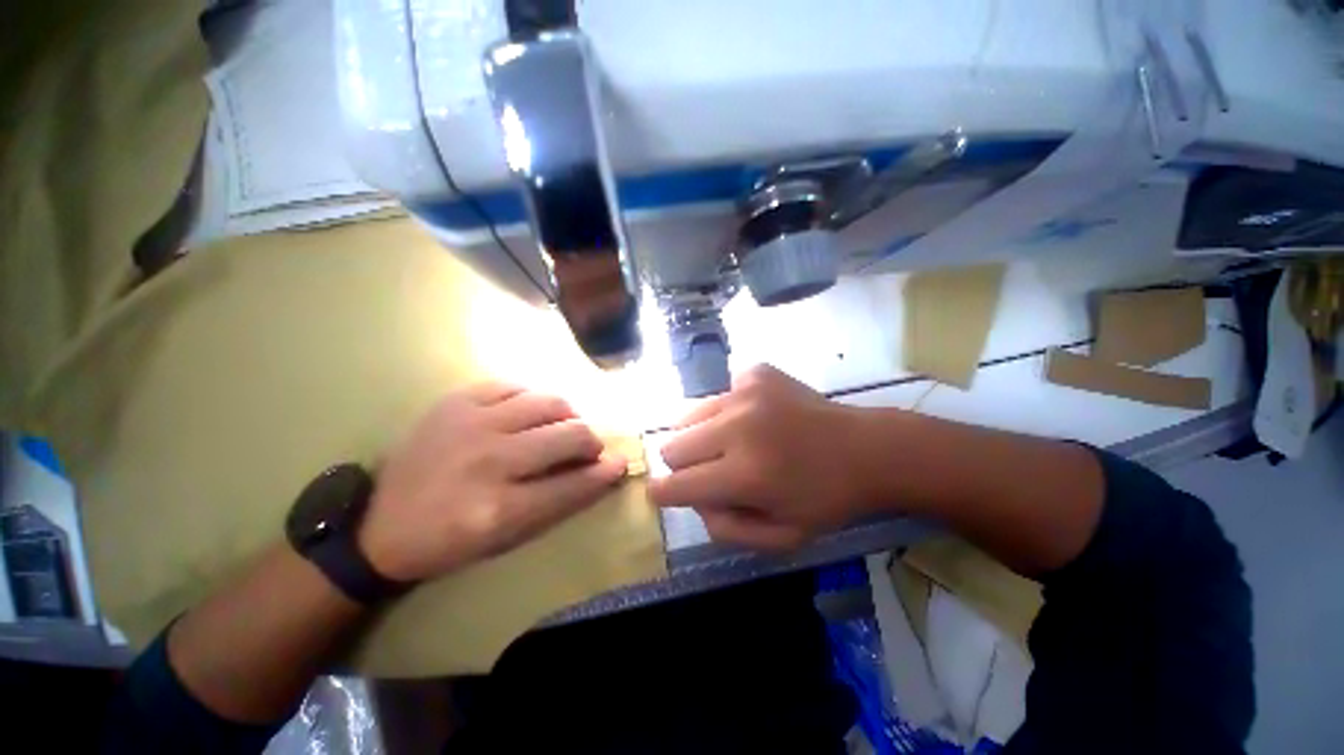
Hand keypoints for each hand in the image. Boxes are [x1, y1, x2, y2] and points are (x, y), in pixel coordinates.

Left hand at [359, 383, 626, 581]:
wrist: (378, 523)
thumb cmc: (450, 539)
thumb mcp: (507, 539)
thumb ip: (560, 501)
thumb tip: (605, 469)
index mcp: (499, 508)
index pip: (574, 483)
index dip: (604, 473)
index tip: (620, 464)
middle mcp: (490, 460)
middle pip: (569, 435)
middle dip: (590, 442)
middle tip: (587, 448)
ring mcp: (471, 423)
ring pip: (549, 402)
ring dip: (568, 415)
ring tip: (561, 427)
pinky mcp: (456, 401)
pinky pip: (514, 386)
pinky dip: (532, 399)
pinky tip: (528, 412)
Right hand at [649, 365, 877, 549]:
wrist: (867, 448)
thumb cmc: (826, 499)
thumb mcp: (781, 537)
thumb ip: (725, 528)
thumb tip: (693, 498)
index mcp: (745, 474)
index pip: (675, 484)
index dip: (663, 493)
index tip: (665, 494)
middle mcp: (737, 427)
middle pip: (673, 445)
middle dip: (685, 465)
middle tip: (714, 470)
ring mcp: (745, 392)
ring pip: (690, 416)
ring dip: (703, 436)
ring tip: (734, 443)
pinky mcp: (755, 373)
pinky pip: (720, 395)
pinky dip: (729, 411)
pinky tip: (758, 419)